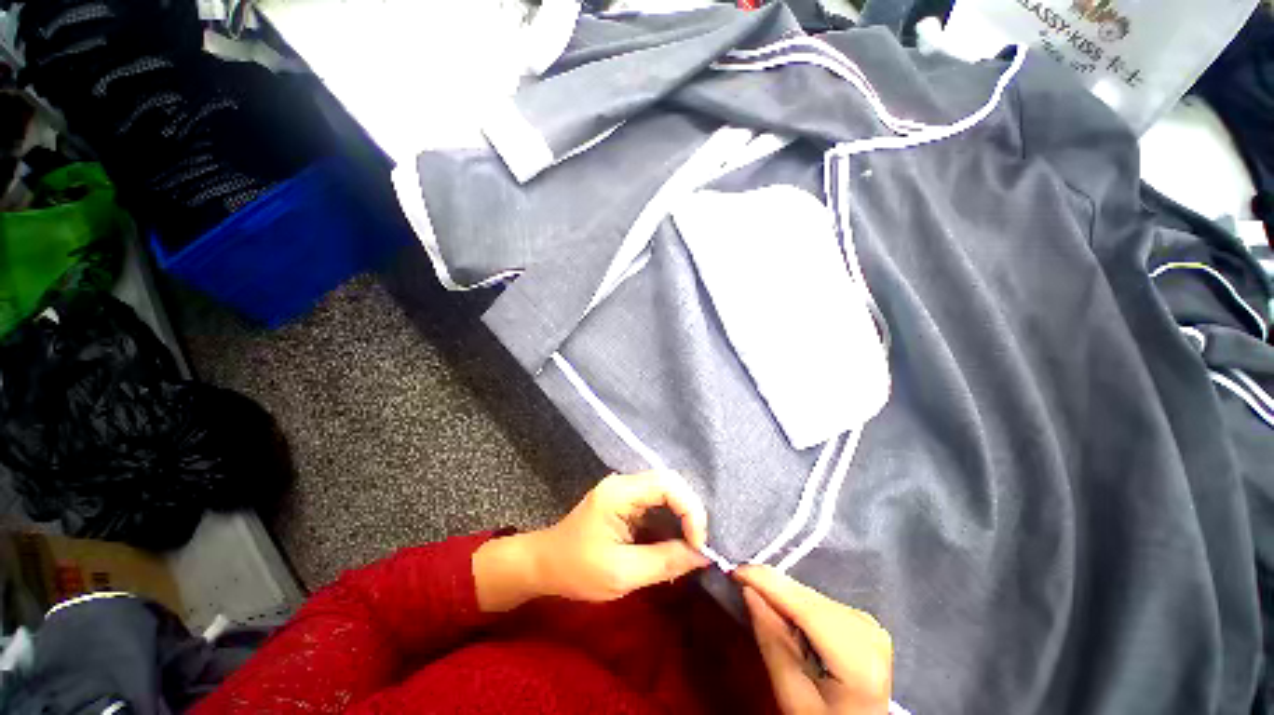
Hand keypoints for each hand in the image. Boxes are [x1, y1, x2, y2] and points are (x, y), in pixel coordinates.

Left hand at [475, 471, 709, 610]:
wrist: (544, 564)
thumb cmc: (577, 570)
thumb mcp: (621, 573)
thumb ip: (664, 561)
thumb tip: (702, 554)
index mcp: (619, 492)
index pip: (667, 484)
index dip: (690, 509)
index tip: (698, 543)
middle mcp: (624, 482)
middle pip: (670, 482)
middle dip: (690, 511)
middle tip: (699, 544)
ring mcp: (624, 489)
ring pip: (666, 490)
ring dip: (683, 515)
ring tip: (692, 544)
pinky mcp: (626, 500)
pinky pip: (657, 501)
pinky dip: (672, 519)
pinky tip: (676, 540)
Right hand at [736, 565, 892, 714]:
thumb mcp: (794, 698)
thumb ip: (772, 643)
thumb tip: (749, 591)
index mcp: (857, 657)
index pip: (805, 606)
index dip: (768, 583)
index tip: (735, 571)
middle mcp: (866, 629)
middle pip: (806, 597)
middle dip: (771, 588)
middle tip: (738, 584)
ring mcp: (866, 621)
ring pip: (809, 594)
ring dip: (781, 595)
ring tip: (759, 603)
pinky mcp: (860, 618)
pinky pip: (816, 600)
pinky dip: (794, 603)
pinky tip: (783, 615)